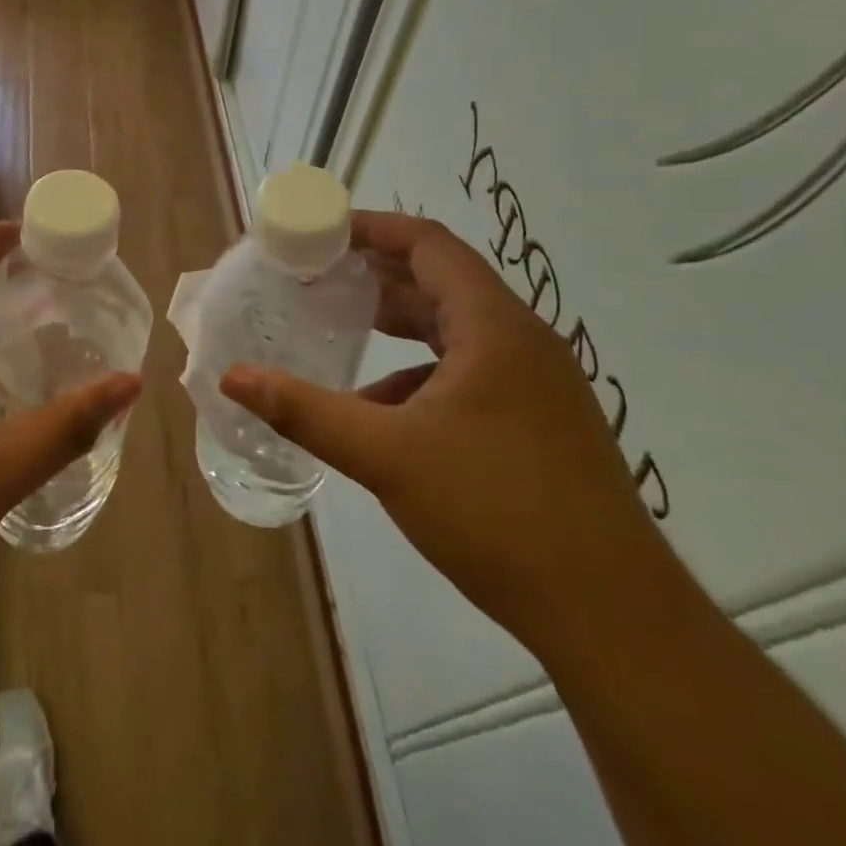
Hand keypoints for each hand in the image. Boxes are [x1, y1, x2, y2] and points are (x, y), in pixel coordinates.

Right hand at [220, 211, 672, 650]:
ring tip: (340, 324)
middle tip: (315, 274)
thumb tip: (232, 377)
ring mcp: (535, 383)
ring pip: (453, 328)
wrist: (613, 618)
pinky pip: (467, 372)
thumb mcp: (386, 455)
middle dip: (375, 273)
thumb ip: (304, 411)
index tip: (318, 232)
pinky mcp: (536, 421)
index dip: (371, 227)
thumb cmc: (496, 512)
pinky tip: (379, 410)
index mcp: (494, 327)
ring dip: (397, 322)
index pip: (428, 243)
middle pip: (440, 280)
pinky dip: (418, 373)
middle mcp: (520, 341)